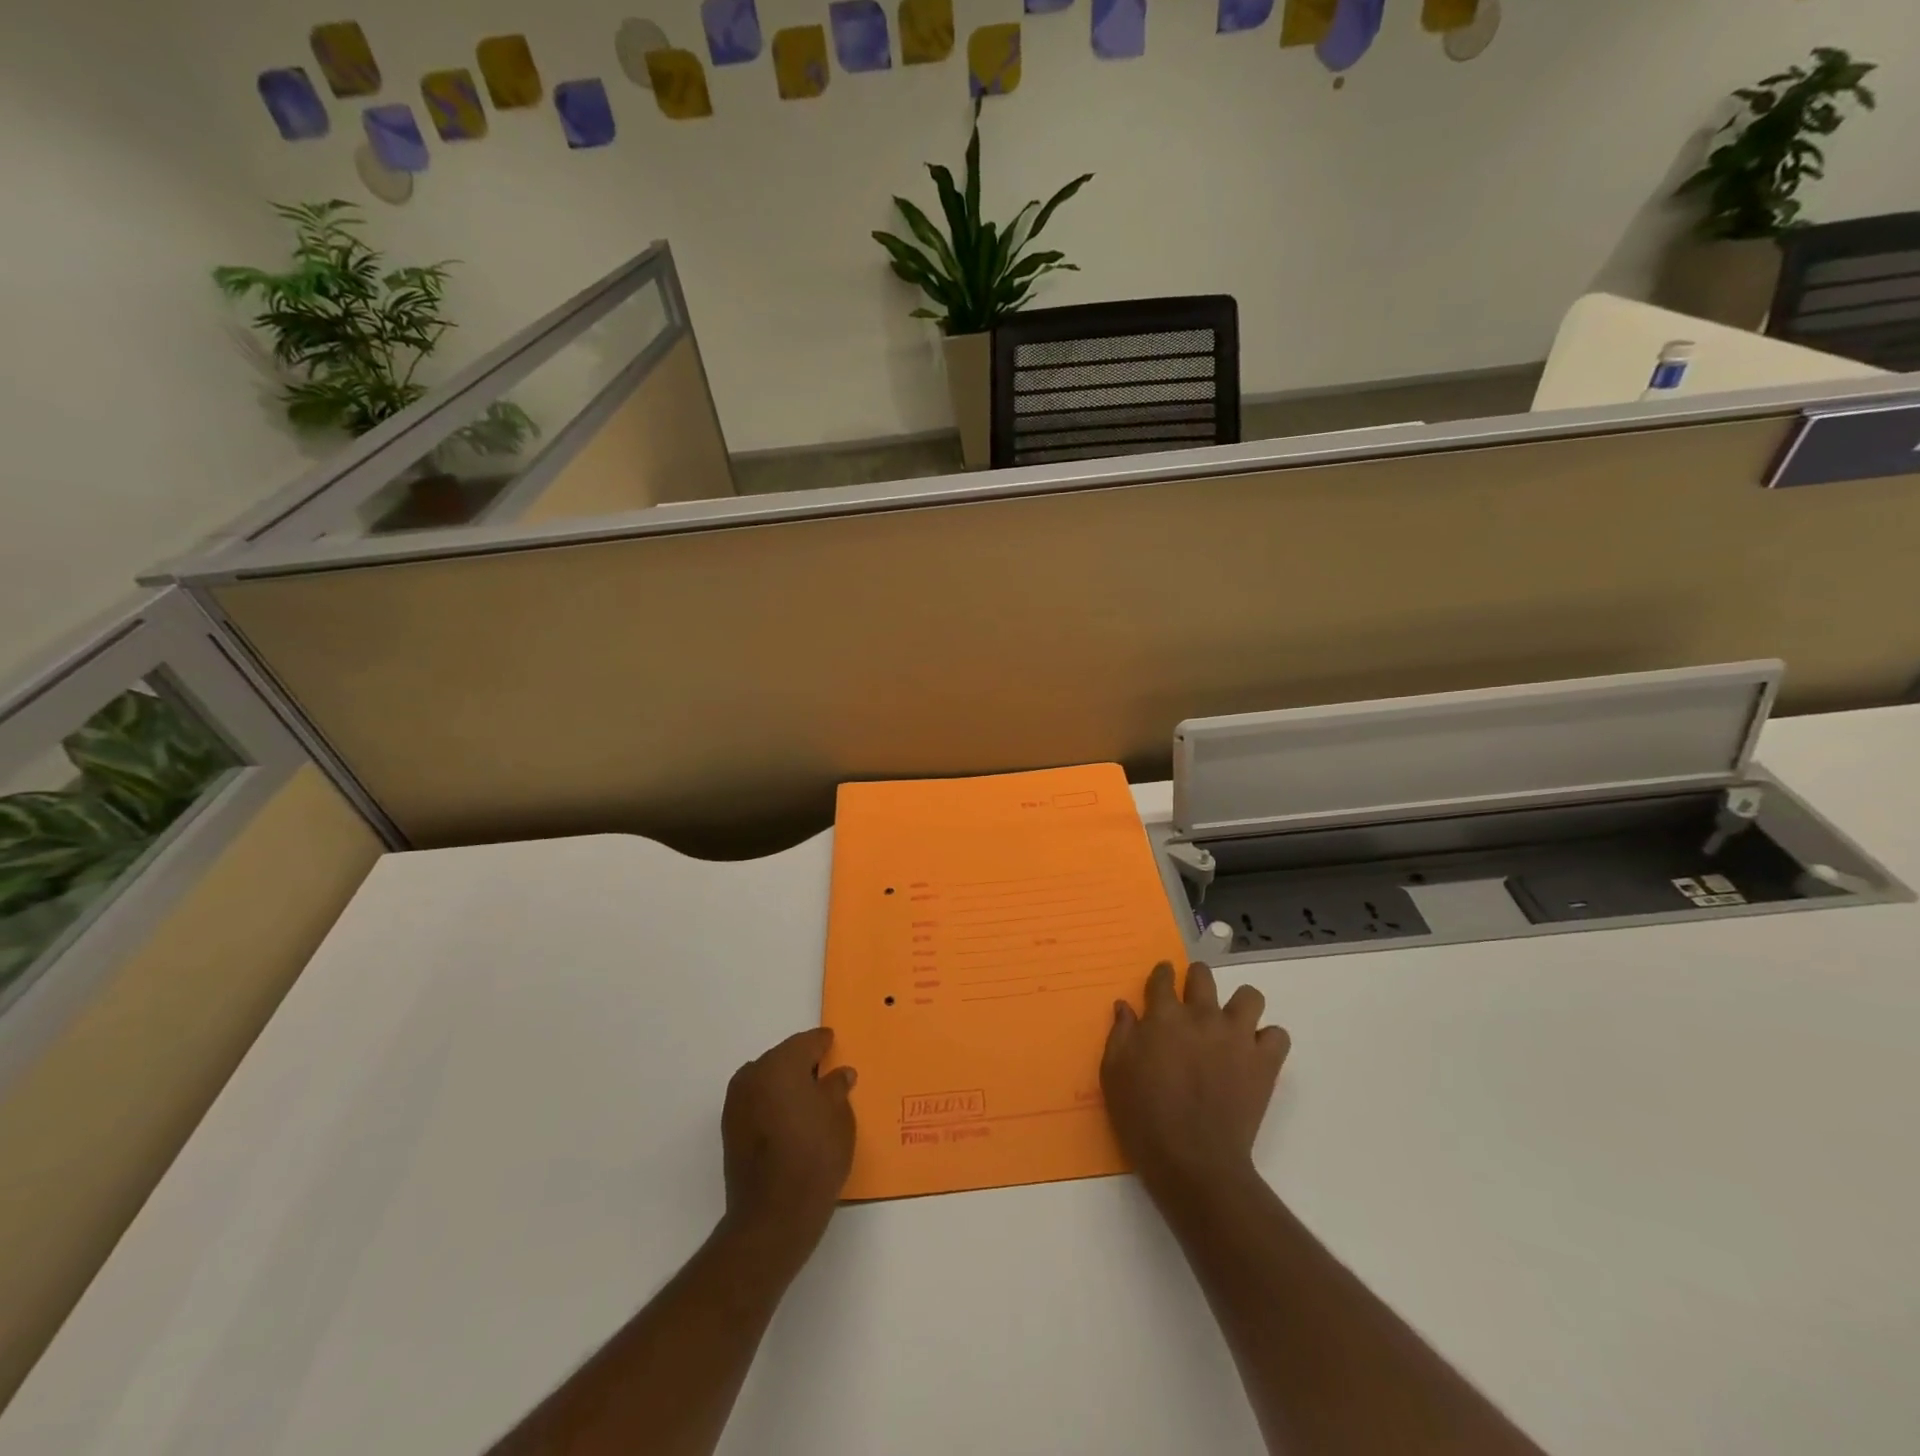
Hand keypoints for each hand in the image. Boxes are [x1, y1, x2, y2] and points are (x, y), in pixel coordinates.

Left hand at [720, 1028, 856, 1270]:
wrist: (773, 1216)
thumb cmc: (814, 1156)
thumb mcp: (839, 1116)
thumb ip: (837, 1087)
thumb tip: (839, 1074)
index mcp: (781, 1063)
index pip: (807, 1042)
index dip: (823, 1043)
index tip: (834, 1044)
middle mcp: (753, 1075)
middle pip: (783, 1058)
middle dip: (803, 1063)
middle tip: (826, 1074)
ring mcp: (736, 1103)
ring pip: (767, 1080)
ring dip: (785, 1084)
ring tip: (809, 1100)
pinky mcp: (730, 1130)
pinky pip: (757, 1102)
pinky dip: (773, 1103)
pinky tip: (791, 1120)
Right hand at [1101, 961, 1289, 1202]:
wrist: (1193, 1162)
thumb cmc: (1144, 1117)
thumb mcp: (1114, 1073)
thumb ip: (1120, 1033)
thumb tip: (1125, 1006)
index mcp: (1164, 1016)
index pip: (1163, 977)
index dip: (1162, 975)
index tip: (1161, 981)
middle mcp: (1202, 1016)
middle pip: (1203, 975)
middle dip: (1196, 979)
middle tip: (1192, 1000)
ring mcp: (1237, 1036)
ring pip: (1249, 996)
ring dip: (1239, 1005)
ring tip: (1230, 1024)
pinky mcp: (1264, 1062)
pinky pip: (1277, 1036)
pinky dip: (1267, 1040)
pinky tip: (1253, 1054)